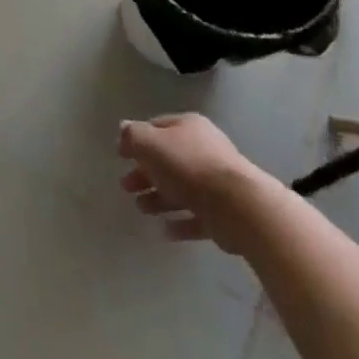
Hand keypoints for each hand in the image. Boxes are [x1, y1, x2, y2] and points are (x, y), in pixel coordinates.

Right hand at [118, 114, 277, 252]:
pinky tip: (166, 230)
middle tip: (126, 187)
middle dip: (145, 173)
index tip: (120, 156)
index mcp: (188, 127)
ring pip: (181, 188)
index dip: (136, 140)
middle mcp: (204, 149)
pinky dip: (181, 222)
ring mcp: (217, 182)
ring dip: (159, 198)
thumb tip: (124, 128)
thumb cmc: (188, 166)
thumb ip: (133, 136)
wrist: (238, 206)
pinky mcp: (225, 212)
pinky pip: (197, 215)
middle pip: (168, 160)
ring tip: (142, 209)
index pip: (157, 127)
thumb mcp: (150, 143)